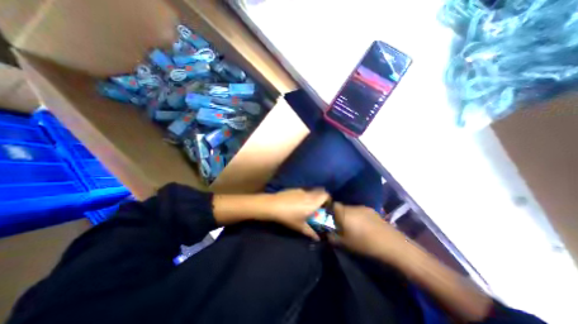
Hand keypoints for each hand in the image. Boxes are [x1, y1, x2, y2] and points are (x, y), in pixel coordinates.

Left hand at [258, 187, 329, 239]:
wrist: (274, 205)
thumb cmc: (289, 217)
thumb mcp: (300, 227)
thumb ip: (311, 232)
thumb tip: (318, 238)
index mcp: (313, 202)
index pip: (325, 195)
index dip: (328, 199)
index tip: (327, 206)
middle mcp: (309, 194)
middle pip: (319, 191)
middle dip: (321, 198)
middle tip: (318, 207)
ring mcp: (301, 190)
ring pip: (311, 192)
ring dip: (312, 197)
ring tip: (306, 206)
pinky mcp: (294, 189)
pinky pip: (303, 191)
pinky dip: (304, 196)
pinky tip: (296, 203)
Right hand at [330, 204, 404, 261]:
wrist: (391, 244)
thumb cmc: (364, 244)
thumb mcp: (344, 243)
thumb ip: (332, 237)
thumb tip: (327, 233)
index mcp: (344, 213)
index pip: (333, 205)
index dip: (330, 211)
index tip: (331, 220)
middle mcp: (353, 207)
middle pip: (342, 207)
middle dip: (340, 215)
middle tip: (342, 226)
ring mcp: (364, 208)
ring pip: (352, 209)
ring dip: (350, 216)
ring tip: (354, 227)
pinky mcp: (373, 211)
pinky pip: (361, 212)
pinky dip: (359, 217)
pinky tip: (365, 227)